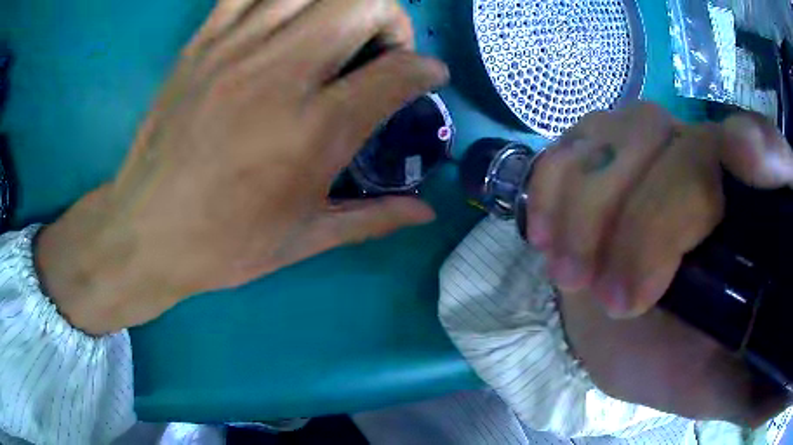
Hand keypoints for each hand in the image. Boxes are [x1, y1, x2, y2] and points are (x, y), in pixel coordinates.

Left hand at [34, 0, 447, 334]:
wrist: (144, 232)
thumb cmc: (223, 245)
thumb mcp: (304, 240)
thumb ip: (373, 218)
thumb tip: (428, 212)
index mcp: (314, 132)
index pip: (399, 72)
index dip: (427, 70)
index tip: (428, 77)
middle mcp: (280, 75)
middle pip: (364, 4)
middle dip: (392, 19)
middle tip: (381, 49)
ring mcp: (235, 50)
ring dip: (342, 2)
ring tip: (336, 29)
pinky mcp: (201, 44)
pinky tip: (284, 19)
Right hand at [527, 103, 792, 423]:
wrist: (619, 329)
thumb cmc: (677, 359)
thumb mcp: (720, 383)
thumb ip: (753, 387)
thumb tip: (766, 394)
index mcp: (757, 215)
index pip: (772, 154)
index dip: (765, 148)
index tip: (745, 160)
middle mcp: (713, 159)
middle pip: (690, 150)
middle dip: (647, 224)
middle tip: (614, 300)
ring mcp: (655, 143)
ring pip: (627, 132)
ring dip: (590, 206)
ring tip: (570, 272)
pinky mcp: (604, 145)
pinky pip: (575, 139)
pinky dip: (556, 182)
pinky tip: (546, 234)